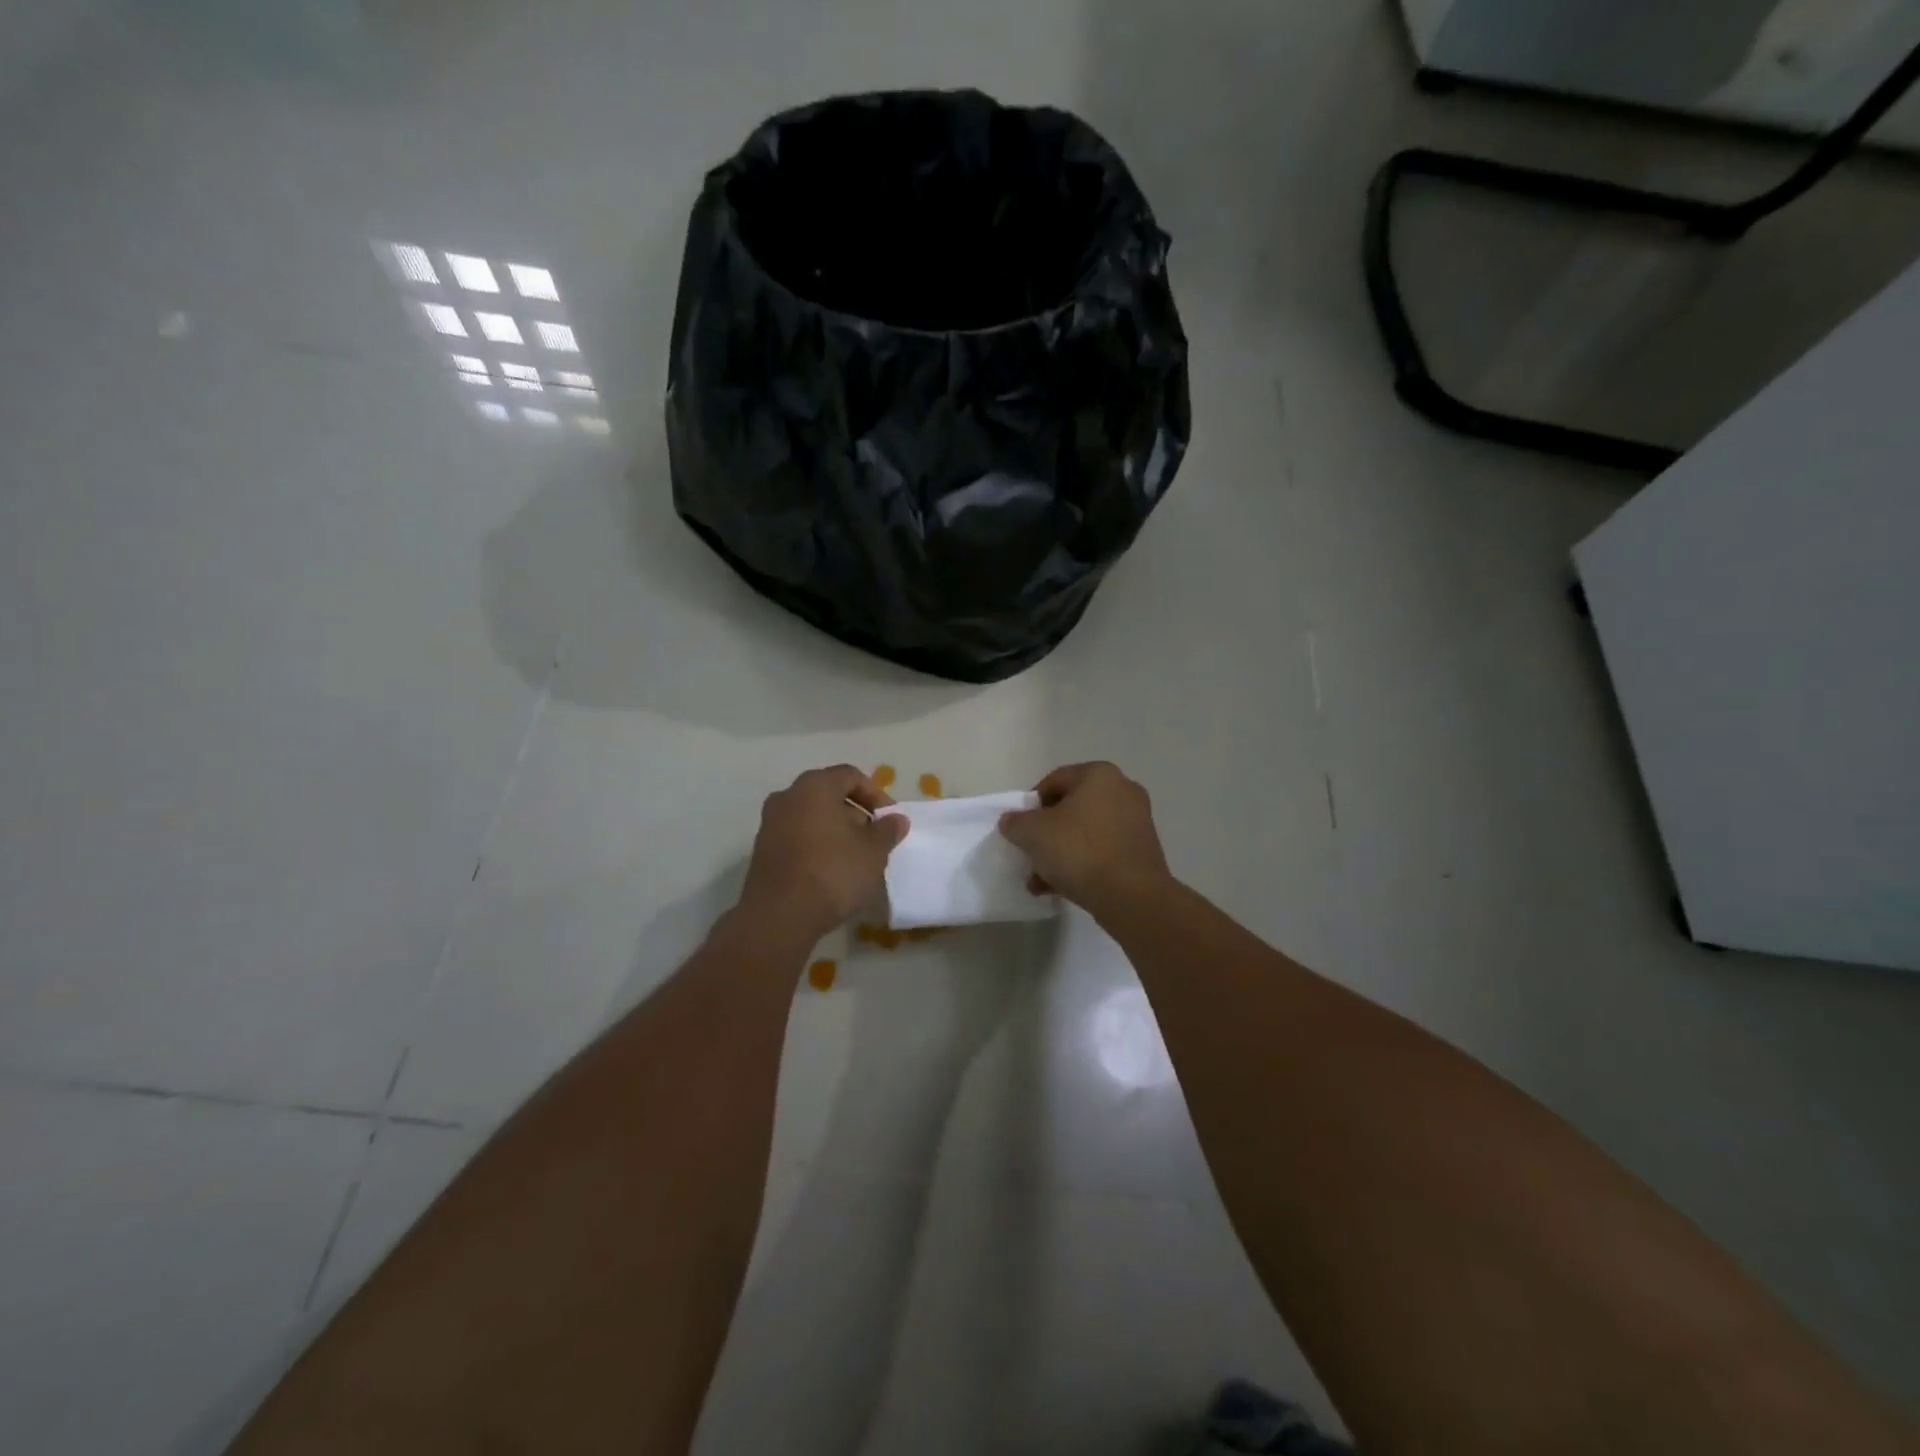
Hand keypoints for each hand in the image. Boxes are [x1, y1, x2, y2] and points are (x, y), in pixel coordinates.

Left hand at [738, 765, 908, 940]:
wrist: (780, 916)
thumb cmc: (833, 872)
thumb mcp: (874, 851)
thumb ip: (887, 830)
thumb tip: (896, 819)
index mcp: (815, 786)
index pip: (850, 776)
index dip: (876, 795)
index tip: (889, 819)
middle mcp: (788, 796)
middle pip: (829, 794)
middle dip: (855, 813)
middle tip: (874, 839)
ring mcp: (770, 823)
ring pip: (812, 817)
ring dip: (836, 831)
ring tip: (856, 858)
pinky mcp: (763, 851)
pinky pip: (797, 837)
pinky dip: (817, 845)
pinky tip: (831, 871)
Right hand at [998, 762, 1171, 915]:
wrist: (1131, 896)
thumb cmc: (1079, 851)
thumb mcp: (1033, 833)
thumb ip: (1015, 822)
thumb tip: (1011, 821)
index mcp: (1099, 774)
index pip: (1054, 781)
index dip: (1031, 805)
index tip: (1020, 829)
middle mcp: (1123, 790)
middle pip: (1071, 808)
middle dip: (1046, 833)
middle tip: (1030, 854)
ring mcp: (1137, 822)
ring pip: (1086, 833)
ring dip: (1061, 853)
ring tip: (1040, 880)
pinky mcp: (1142, 851)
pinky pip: (1103, 851)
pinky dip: (1082, 864)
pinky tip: (1060, 889)